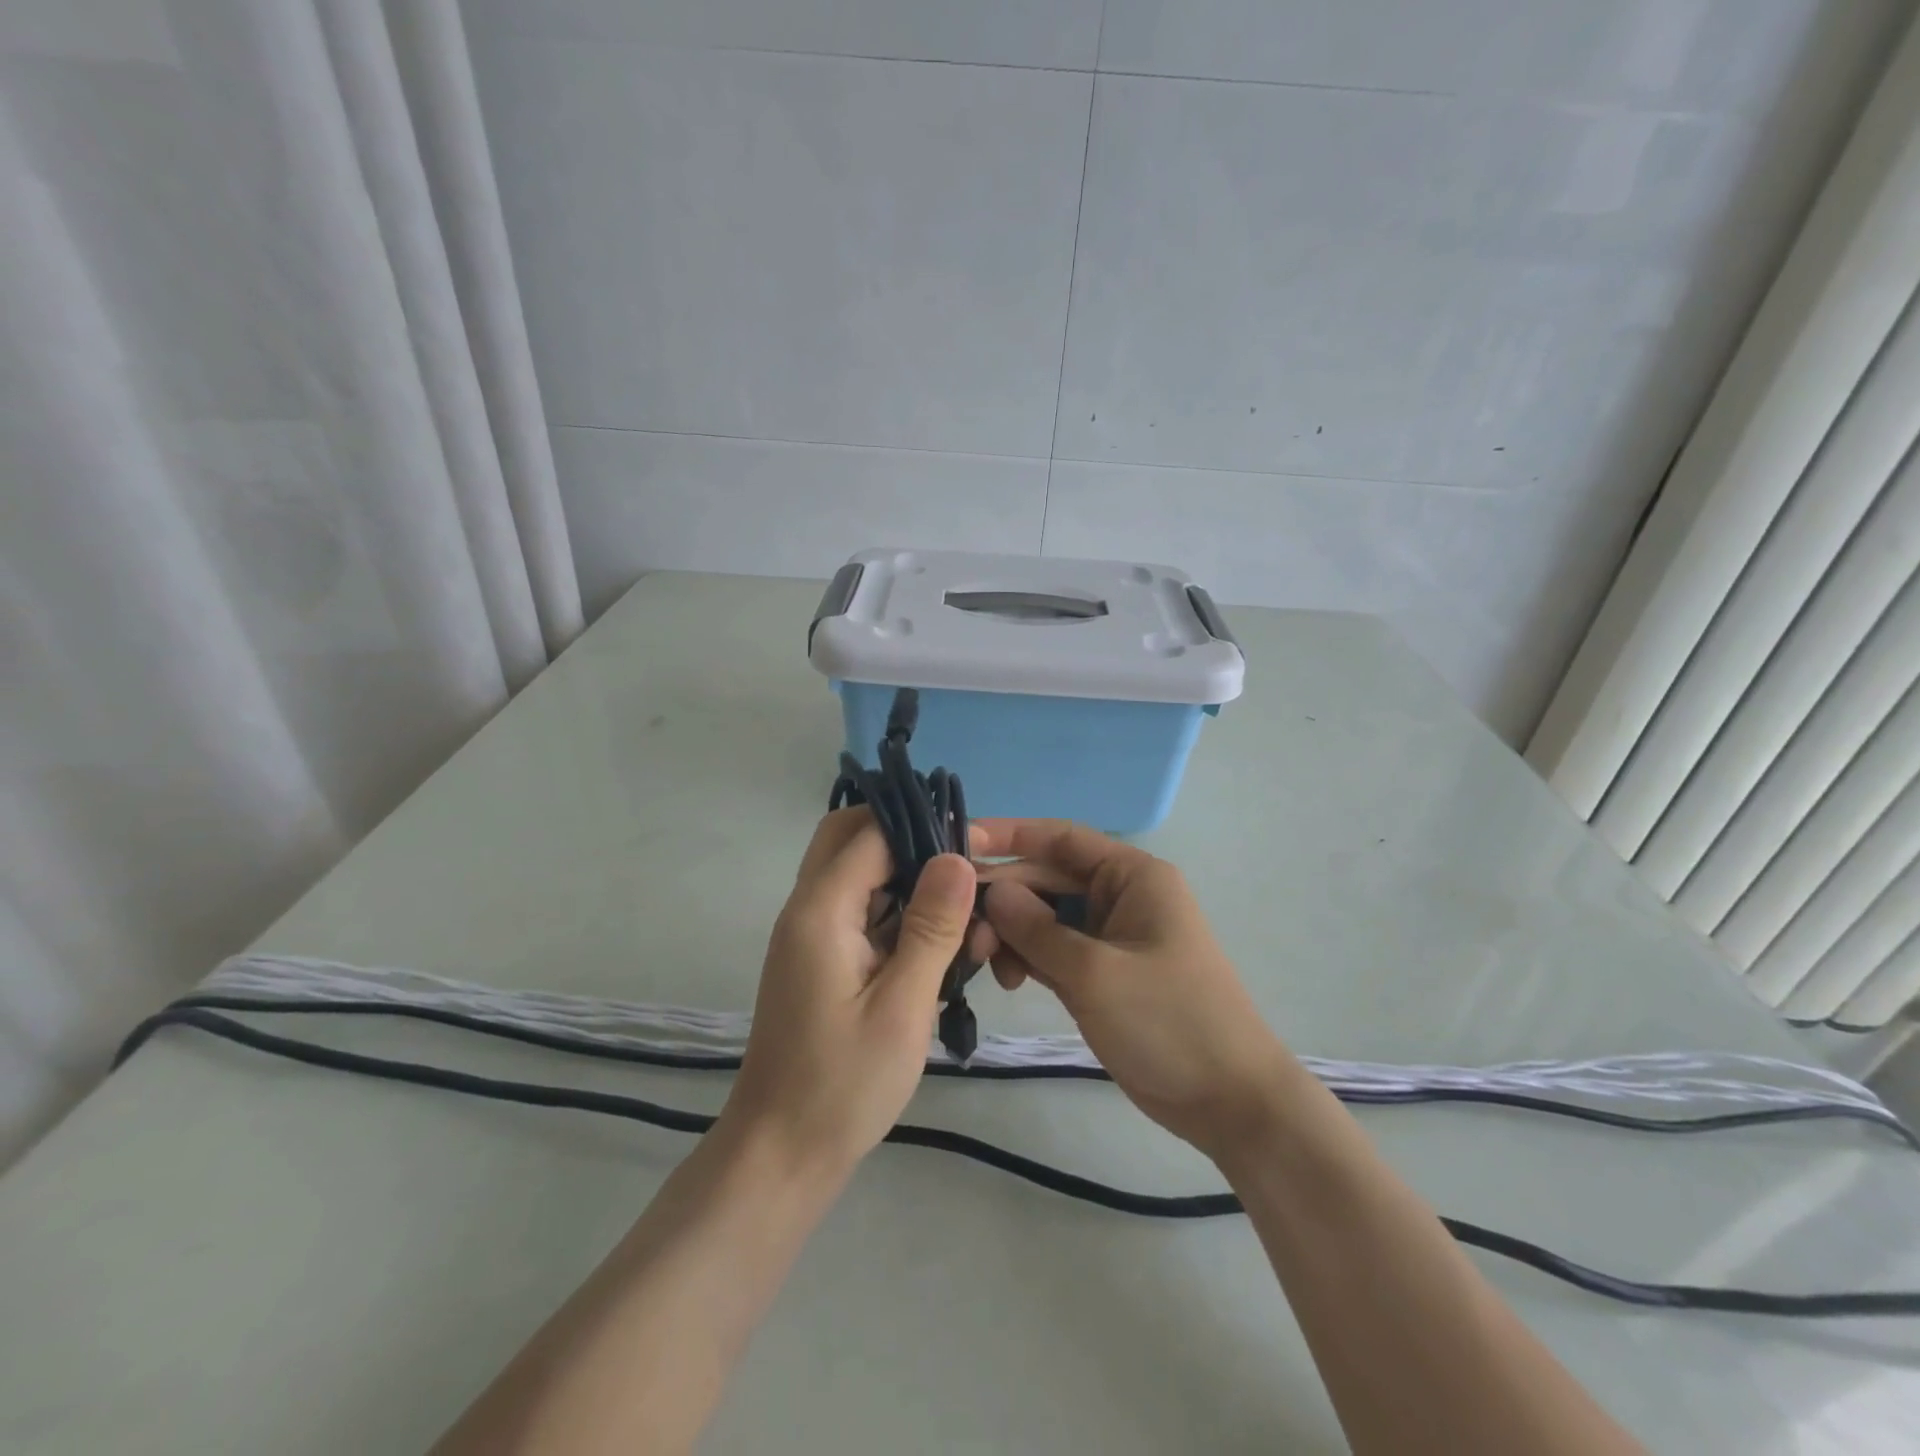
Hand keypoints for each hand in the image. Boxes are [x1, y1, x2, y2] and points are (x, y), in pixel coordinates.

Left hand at [721, 808, 987, 1178]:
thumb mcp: (901, 1006)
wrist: (781, 1154)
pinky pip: (861, 912)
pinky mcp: (822, 960)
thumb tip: (957, 857)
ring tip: (965, 914)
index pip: (871, 832)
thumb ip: (931, 927)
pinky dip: (898, 914)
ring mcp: (812, 935)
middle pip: (851, 838)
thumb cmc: (842, 1085)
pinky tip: (942, 946)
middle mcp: (808, 909)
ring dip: (908, 880)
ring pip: (859, 874)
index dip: (923, 826)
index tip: (976, 845)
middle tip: (961, 870)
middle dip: (907, 839)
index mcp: (820, 910)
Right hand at [975, 819, 1294, 1161]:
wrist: (1229, 1102)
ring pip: (1045, 917)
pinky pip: (1053, 950)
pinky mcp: (1103, 972)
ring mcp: (1111, 936)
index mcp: (1132, 876)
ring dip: (1011, 933)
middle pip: (1047, 879)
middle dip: (1004, 899)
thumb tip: (991, 890)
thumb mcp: (1094, 972)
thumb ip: (1036, 929)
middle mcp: (1120, 895)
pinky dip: (1027, 958)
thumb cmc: (1168, 1022)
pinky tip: (1006, 979)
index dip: (1008, 836)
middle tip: (962, 931)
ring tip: (984, 964)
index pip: (1060, 838)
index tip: (957, 845)